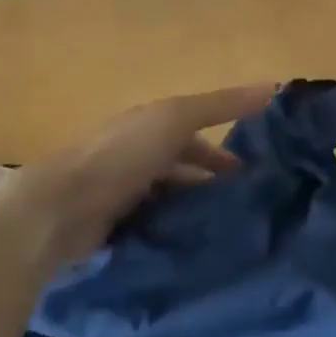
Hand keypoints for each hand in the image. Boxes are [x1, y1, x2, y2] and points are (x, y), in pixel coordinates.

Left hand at [0, 84, 276, 265]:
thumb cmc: (123, 154)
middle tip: (244, 209)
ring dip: (194, 210)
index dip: (222, 151)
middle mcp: (134, 155)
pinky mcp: (112, 227)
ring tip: (227, 233)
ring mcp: (120, 193)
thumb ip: (222, 104)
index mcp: (148, 125)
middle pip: (181, 168)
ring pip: (168, 199)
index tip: (252, 174)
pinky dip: (173, 233)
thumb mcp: (177, 118)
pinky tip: (195, 249)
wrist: (62, 207)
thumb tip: (273, 87)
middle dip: (210, 183)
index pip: (192, 135)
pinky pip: (153, 226)